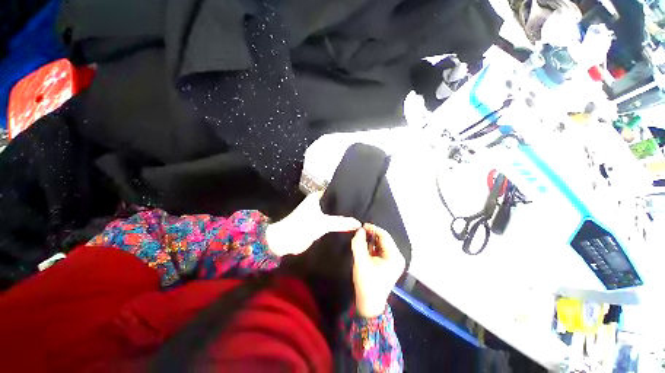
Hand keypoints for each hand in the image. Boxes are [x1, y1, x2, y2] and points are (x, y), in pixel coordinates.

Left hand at [266, 191, 360, 256]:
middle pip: (335, 204)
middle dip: (346, 208)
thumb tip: (358, 222)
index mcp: (317, 197)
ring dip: (342, 217)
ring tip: (358, 218)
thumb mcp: (323, 223)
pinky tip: (349, 227)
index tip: (359, 198)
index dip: (346, 196)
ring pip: (333, 214)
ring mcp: (318, 214)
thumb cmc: (302, 226)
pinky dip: (337, 225)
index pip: (335, 193)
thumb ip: (341, 222)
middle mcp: (318, 204)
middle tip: (361, 210)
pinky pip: (330, 223)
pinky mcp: (317, 224)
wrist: (285, 241)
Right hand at [351, 224, 405, 316]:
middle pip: (384, 239)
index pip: (384, 236)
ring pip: (382, 244)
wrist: (369, 304)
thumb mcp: (360, 261)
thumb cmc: (366, 283)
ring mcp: (394, 261)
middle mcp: (397, 257)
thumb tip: (359, 230)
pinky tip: (365, 247)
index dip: (373, 229)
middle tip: (359, 232)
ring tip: (361, 239)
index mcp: (394, 256)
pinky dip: (373, 247)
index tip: (361, 226)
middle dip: (371, 235)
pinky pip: (381, 250)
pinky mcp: (389, 264)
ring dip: (371, 240)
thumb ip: (359, 243)